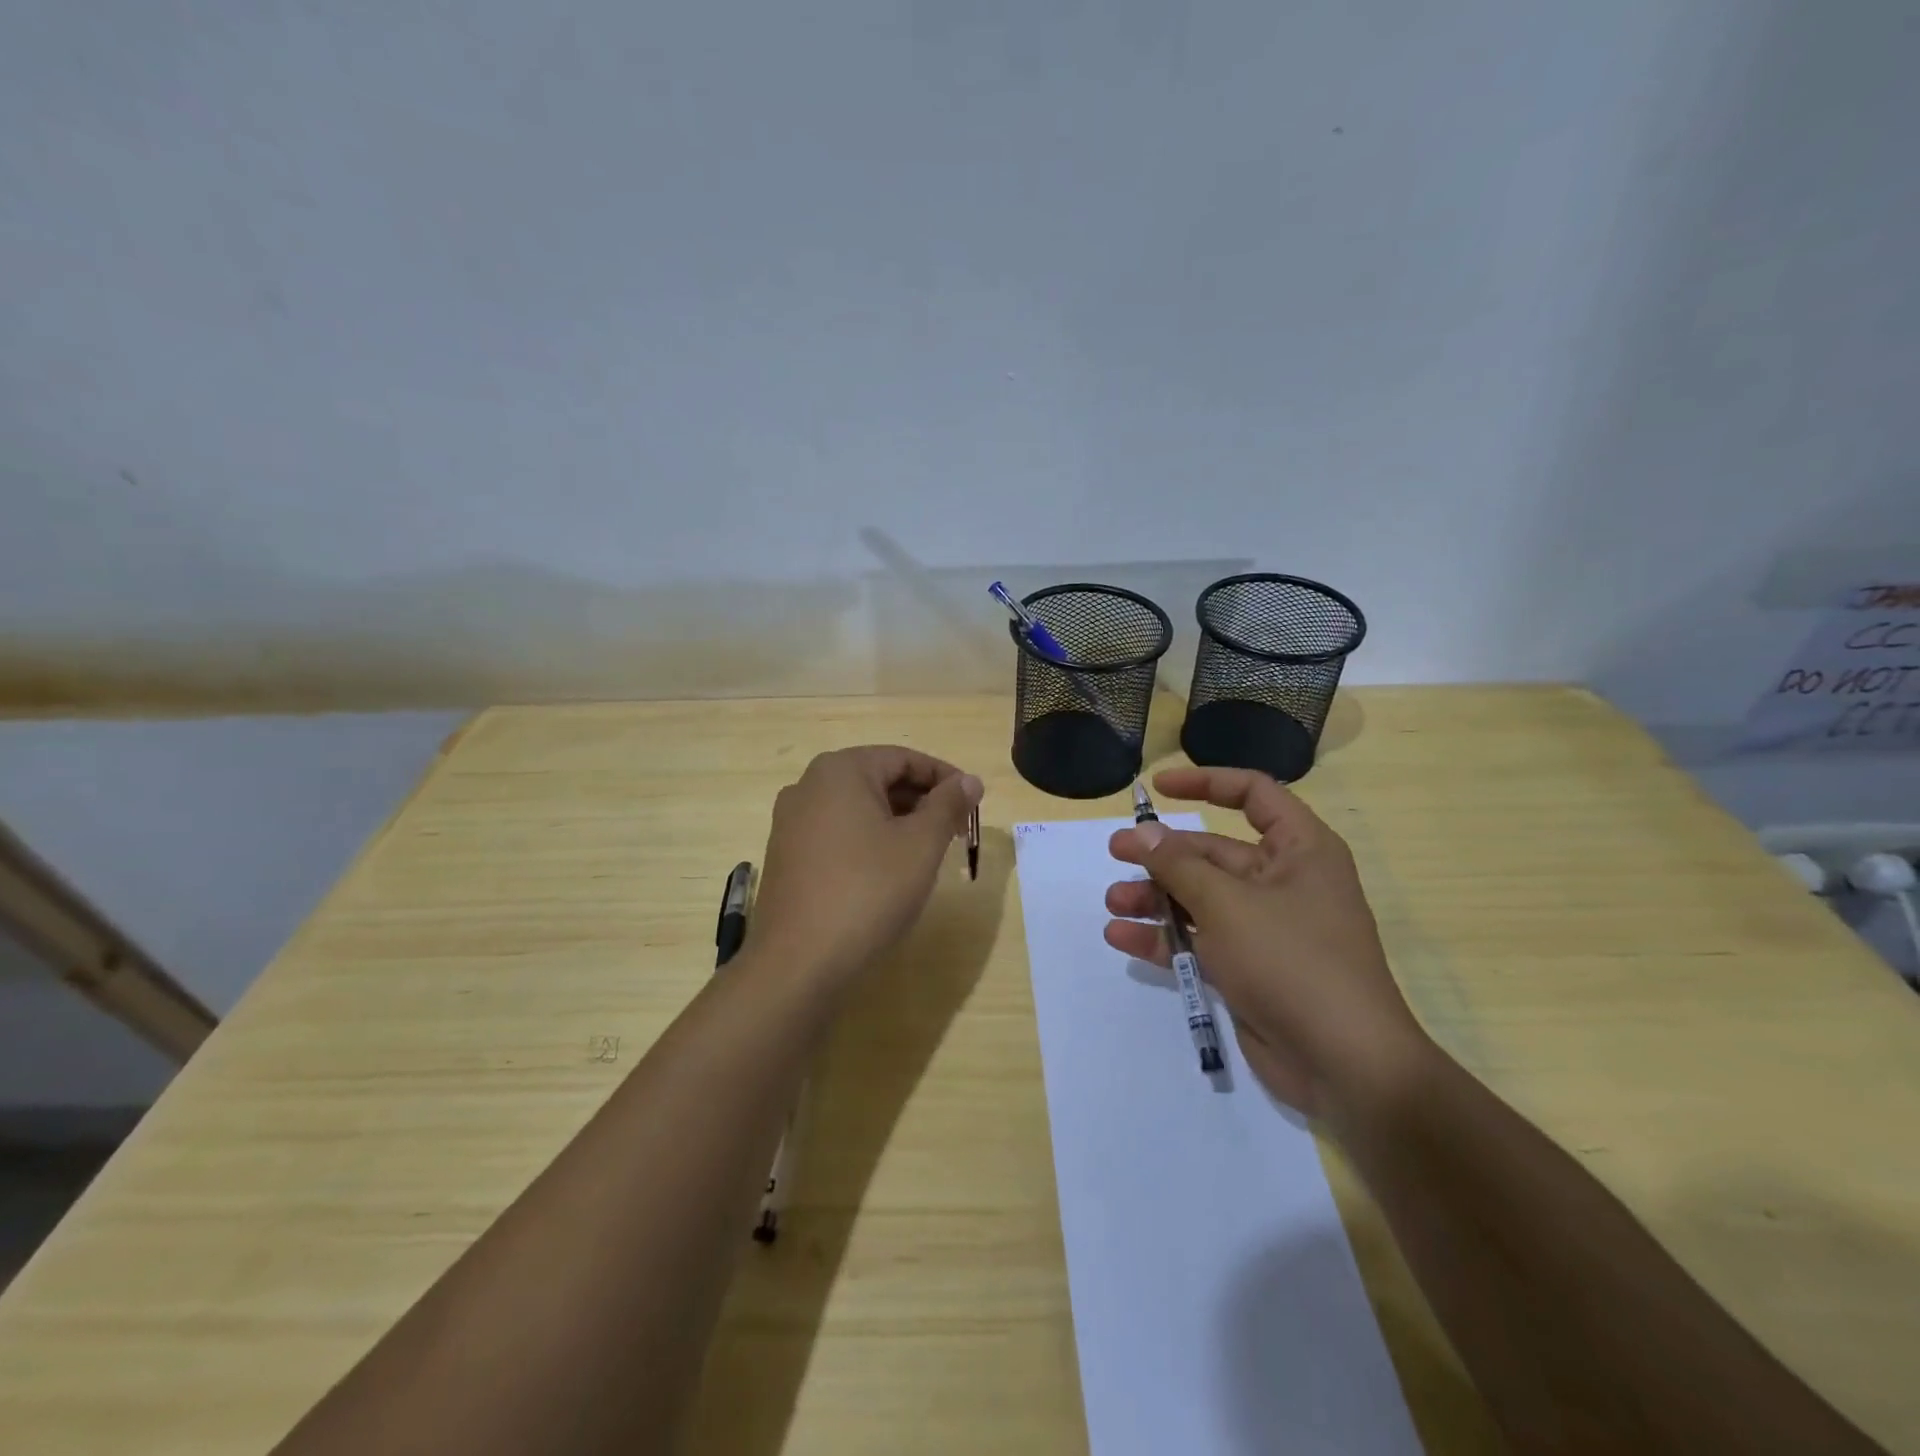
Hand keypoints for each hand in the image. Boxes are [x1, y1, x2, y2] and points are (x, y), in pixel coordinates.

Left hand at [753, 746, 982, 991]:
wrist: (798, 963)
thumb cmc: (867, 892)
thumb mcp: (920, 845)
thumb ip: (948, 805)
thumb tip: (970, 781)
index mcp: (840, 771)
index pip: (904, 758)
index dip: (945, 777)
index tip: (974, 803)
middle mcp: (808, 786)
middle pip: (879, 779)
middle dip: (922, 801)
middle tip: (957, 830)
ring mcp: (791, 822)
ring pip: (858, 808)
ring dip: (898, 822)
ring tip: (928, 852)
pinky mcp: (787, 856)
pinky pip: (838, 833)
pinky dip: (869, 840)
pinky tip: (888, 871)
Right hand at [1104, 767, 1432, 1122]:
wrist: (1344, 1064)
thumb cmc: (1292, 961)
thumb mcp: (1228, 904)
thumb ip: (1179, 865)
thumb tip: (1141, 833)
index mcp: (1299, 850)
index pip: (1253, 795)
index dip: (1206, 783)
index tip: (1158, 789)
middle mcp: (1282, 882)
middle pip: (1212, 853)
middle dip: (1162, 855)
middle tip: (1115, 854)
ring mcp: (1263, 928)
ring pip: (1199, 899)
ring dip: (1155, 898)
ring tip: (1114, 904)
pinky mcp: (1247, 968)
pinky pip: (1198, 941)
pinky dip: (1164, 938)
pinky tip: (1122, 939)